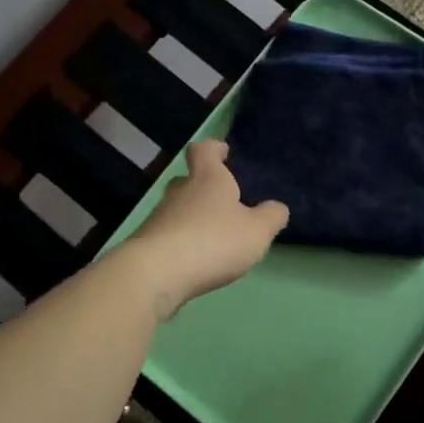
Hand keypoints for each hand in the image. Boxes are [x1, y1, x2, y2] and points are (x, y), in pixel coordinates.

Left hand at [123, 140, 287, 316]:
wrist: (156, 273)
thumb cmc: (213, 241)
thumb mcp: (257, 231)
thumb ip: (271, 217)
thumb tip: (276, 208)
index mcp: (207, 178)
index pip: (204, 150)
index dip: (213, 149)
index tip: (223, 152)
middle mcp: (180, 192)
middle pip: (188, 180)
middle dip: (203, 188)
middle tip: (222, 202)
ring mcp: (159, 217)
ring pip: (178, 210)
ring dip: (193, 219)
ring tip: (213, 238)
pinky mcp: (147, 244)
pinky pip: (169, 236)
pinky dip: (182, 243)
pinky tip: (195, 261)